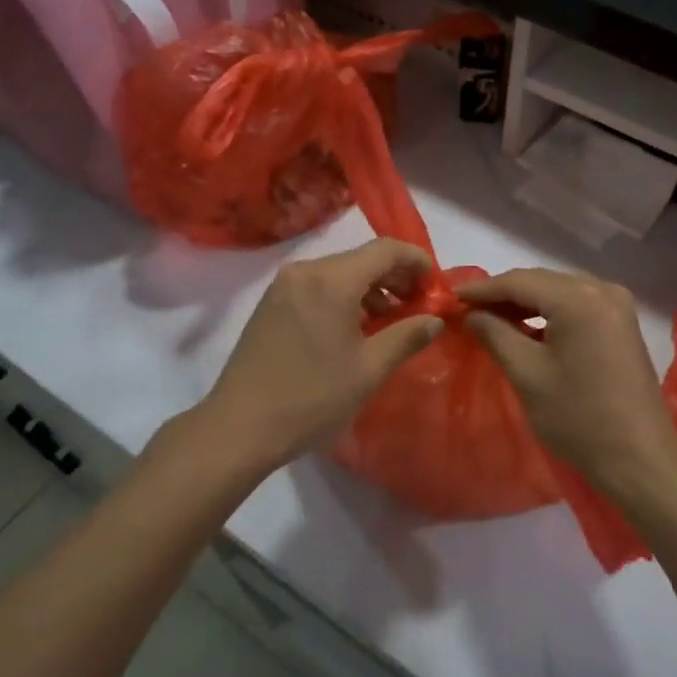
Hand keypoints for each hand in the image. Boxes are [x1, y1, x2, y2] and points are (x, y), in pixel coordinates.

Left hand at [202, 239, 443, 470]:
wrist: (239, 427)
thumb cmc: (312, 398)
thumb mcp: (369, 370)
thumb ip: (407, 337)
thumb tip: (435, 320)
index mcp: (332, 280)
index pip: (386, 250)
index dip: (417, 262)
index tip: (436, 286)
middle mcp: (306, 271)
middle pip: (362, 259)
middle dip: (395, 277)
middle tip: (419, 307)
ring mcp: (284, 286)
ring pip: (340, 273)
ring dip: (370, 289)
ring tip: (390, 322)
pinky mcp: (271, 303)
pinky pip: (318, 287)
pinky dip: (344, 298)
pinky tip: (354, 328)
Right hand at [462, 269, 676, 495]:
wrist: (639, 457)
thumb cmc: (578, 417)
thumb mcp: (527, 374)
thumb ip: (495, 334)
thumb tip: (472, 314)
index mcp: (579, 298)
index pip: (520, 281)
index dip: (483, 289)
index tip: (451, 297)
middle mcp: (602, 290)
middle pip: (541, 281)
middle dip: (503, 294)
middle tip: (467, 309)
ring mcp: (617, 306)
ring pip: (559, 292)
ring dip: (525, 303)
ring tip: (491, 318)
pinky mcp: (622, 324)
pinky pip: (577, 305)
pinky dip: (549, 313)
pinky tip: (527, 328)